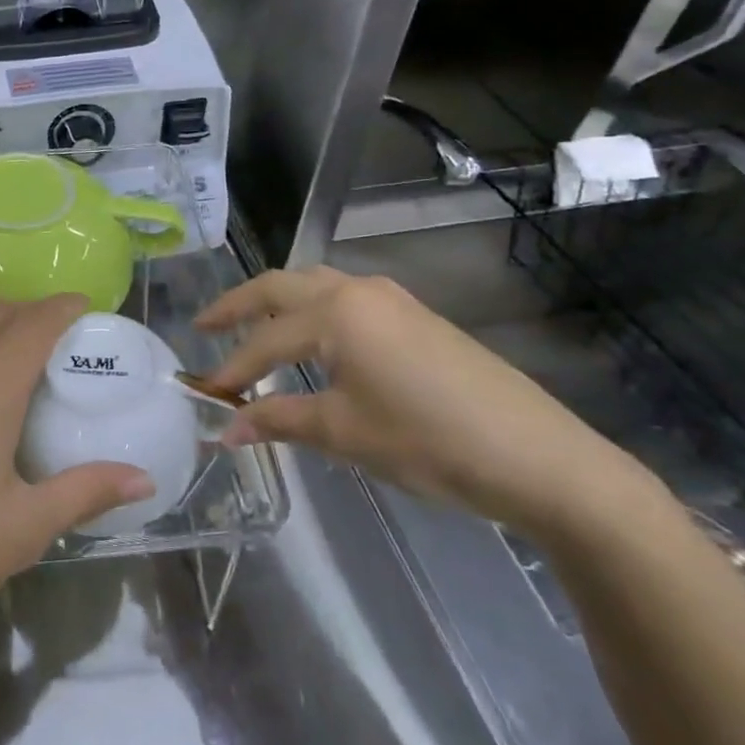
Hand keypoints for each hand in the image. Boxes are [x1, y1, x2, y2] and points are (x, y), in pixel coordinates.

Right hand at [199, 268, 655, 538]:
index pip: (265, 340)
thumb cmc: (430, 442)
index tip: (205, 396)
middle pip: (281, 287)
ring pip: (315, 285)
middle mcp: (358, 291)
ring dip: (277, 302)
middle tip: (203, 326)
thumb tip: (225, 431)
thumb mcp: (345, 433)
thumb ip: (279, 420)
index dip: (230, 369)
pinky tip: (311, 339)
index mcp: (336, 312)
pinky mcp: (415, 316)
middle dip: (238, 306)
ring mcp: (392, 299)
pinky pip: (345, 299)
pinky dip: (311, 311)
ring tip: (250, 327)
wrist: (540, 458)